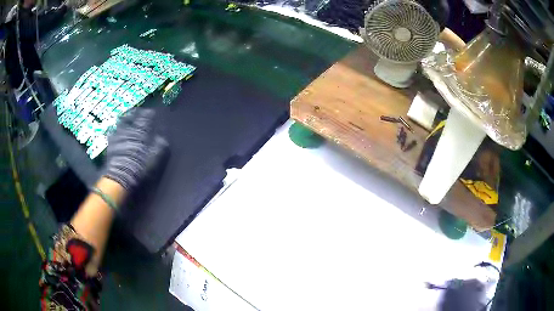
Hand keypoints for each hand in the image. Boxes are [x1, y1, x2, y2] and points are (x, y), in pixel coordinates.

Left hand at [103, 108, 167, 190]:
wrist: (120, 175)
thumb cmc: (138, 167)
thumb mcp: (153, 158)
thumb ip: (158, 146)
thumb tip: (162, 138)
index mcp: (140, 133)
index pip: (145, 118)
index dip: (148, 114)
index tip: (150, 112)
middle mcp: (128, 131)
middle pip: (130, 117)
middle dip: (133, 113)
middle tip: (135, 112)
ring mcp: (118, 136)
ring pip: (120, 122)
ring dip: (123, 120)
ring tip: (124, 119)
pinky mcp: (110, 143)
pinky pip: (112, 133)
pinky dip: (114, 131)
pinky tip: (115, 132)